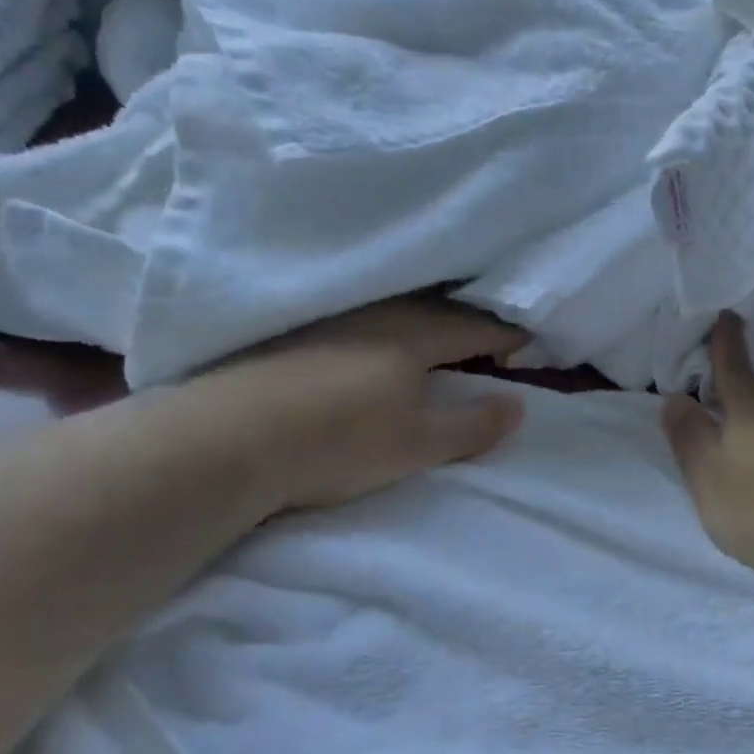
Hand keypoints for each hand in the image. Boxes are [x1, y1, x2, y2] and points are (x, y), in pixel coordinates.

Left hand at [188, 295, 528, 513]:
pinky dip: (383, 327)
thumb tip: (519, 406)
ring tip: (437, 340)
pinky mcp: (292, 330)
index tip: (529, 344)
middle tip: (488, 341)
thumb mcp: (418, 444)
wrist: (224, 439)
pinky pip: (359, 317)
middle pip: (437, 308)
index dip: (507, 335)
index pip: (476, 325)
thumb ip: (473, 426)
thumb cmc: (339, 440)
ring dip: (425, 321)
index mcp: (415, 332)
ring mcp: (330, 316)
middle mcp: (376, 311)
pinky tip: (373, 344)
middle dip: (469, 322)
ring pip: (395, 309)